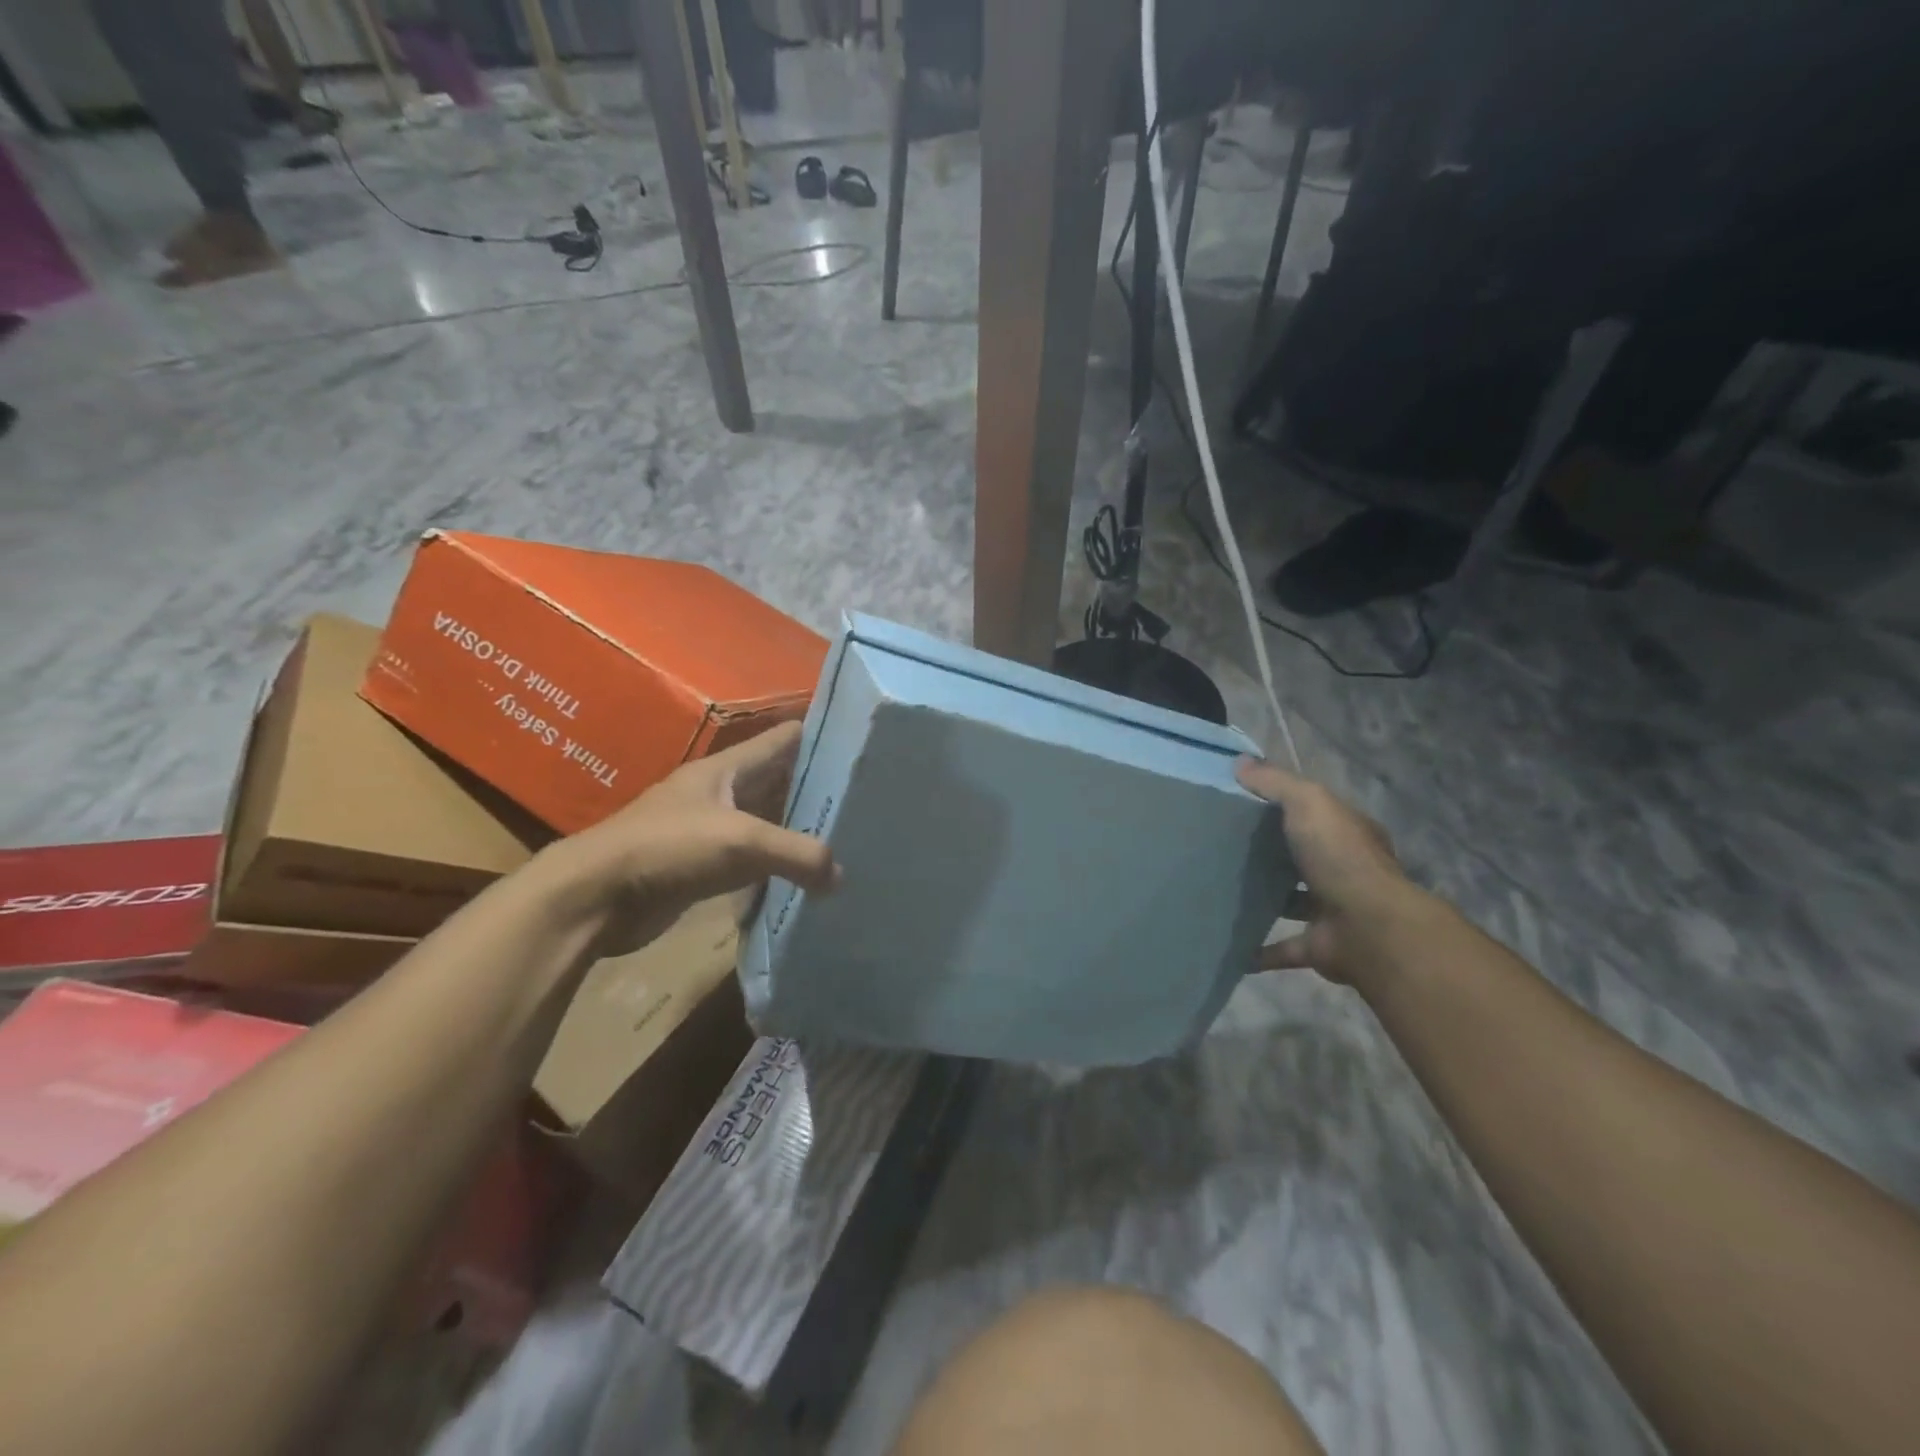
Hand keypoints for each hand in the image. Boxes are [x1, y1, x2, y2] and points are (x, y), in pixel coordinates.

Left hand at [556, 722, 838, 954]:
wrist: (595, 897)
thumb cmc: (668, 848)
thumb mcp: (741, 842)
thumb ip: (798, 854)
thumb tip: (841, 877)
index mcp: (727, 768)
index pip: (784, 739)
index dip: (821, 736)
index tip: (863, 745)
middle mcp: (720, 793)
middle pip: (779, 781)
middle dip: (817, 788)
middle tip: (866, 800)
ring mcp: (709, 830)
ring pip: (766, 822)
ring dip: (798, 829)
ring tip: (847, 837)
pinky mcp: (701, 868)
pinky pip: (751, 860)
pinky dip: (777, 865)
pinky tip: (806, 877)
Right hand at [1236, 758, 1427, 987]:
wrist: (1370, 928)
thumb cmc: (1340, 857)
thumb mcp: (1308, 802)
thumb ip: (1275, 783)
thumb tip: (1240, 764)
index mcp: (1347, 834)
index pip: (1316, 814)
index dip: (1284, 806)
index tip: (1242, 804)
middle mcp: (1345, 871)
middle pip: (1304, 858)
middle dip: (1272, 854)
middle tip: (1224, 848)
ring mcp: (1334, 911)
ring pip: (1294, 902)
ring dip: (1267, 900)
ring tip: (1221, 892)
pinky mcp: (1320, 946)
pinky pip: (1284, 948)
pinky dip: (1260, 951)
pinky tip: (1231, 947)